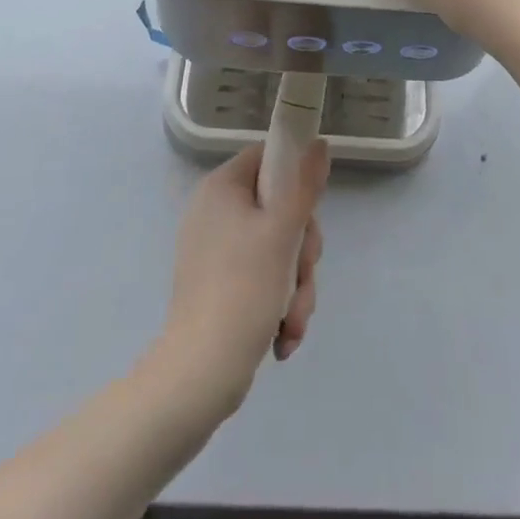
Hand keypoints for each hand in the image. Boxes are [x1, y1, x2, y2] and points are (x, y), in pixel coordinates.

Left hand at [159, 140, 327, 414]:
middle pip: (279, 209)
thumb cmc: (243, 289)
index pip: (268, 158)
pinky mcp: (219, 286)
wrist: (200, 375)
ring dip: (295, 285)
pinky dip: (278, 303)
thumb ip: (305, 184)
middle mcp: (215, 212)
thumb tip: (319, 142)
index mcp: (222, 188)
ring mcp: (215, 251)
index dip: (295, 178)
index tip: (308, 211)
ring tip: (293, 320)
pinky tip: (283, 336)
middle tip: (303, 272)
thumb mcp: (283, 231)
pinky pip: (261, 278)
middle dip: (301, 250)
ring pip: (277, 249)